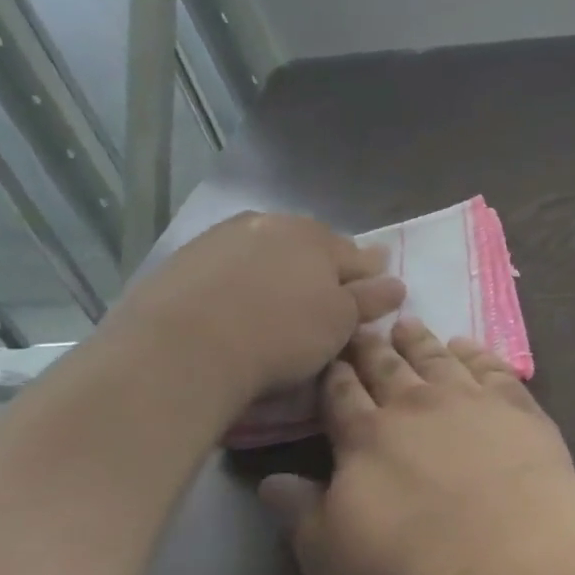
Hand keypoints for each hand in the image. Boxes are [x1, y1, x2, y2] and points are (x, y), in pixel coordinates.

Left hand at [101, 213, 404, 414]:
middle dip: (323, 266)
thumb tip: (396, 283)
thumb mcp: (340, 323)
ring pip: (267, 251)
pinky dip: (239, 280)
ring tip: (278, 302)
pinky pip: (227, 266)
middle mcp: (272, 225)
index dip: (370, 274)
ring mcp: (223, 238)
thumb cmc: (279, 335)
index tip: (375, 291)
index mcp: (318, 237)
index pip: (359, 255)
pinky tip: (235, 306)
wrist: (179, 350)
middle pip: (311, 246)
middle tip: (326, 298)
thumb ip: (370, 299)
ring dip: (278, 269)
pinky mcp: (182, 260)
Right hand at [258, 318, 574, 574]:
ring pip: (437, 358)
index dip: (333, 374)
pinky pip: (490, 366)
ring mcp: (469, 398)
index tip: (328, 352)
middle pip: (387, 367)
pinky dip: (475, 351)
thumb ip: (301, 514)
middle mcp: (415, 405)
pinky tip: (467, 345)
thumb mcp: (332, 558)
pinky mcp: (515, 403)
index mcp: (365, 438)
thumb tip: (270, 481)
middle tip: (364, 325)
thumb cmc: (411, 567)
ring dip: (420, 340)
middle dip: (371, 347)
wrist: (510, 551)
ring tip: (408, 323)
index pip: (341, 395)